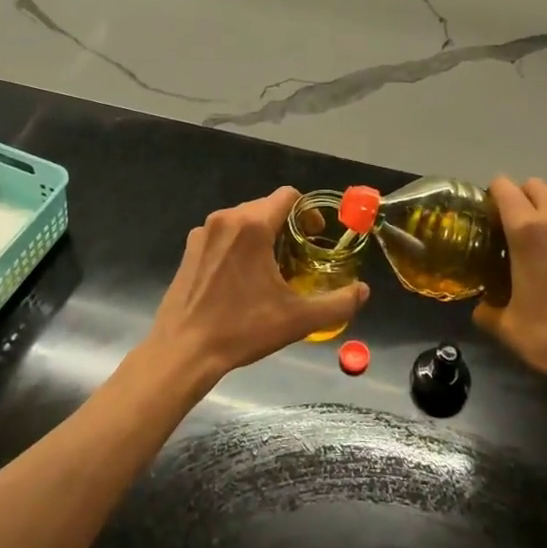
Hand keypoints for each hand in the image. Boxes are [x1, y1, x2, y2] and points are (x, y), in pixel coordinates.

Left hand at [143, 187, 369, 386]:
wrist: (183, 351)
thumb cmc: (241, 329)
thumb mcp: (297, 319)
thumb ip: (338, 303)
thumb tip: (363, 291)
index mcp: (252, 225)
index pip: (288, 196)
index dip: (308, 212)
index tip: (315, 237)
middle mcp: (226, 218)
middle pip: (266, 207)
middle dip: (287, 225)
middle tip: (298, 257)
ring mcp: (203, 232)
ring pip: (243, 220)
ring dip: (263, 235)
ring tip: (272, 269)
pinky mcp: (189, 248)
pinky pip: (223, 234)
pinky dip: (239, 245)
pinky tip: (242, 278)